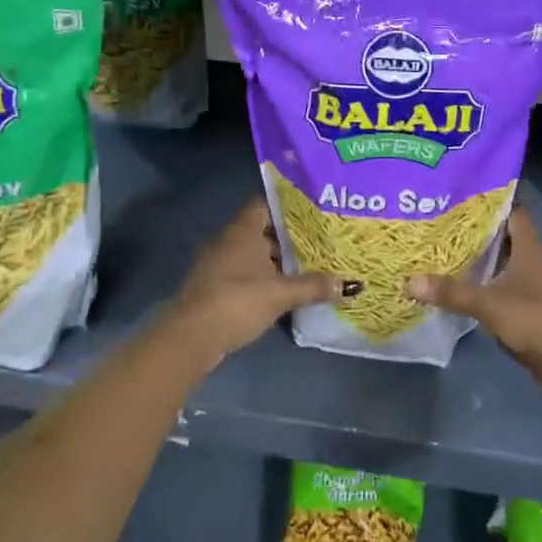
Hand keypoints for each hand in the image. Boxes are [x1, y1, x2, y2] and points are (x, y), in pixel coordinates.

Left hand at [167, 201, 337, 366]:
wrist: (190, 338)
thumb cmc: (237, 301)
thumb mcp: (281, 293)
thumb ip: (315, 286)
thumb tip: (351, 284)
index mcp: (242, 230)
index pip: (266, 203)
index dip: (289, 204)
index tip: (314, 209)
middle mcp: (228, 240)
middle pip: (262, 229)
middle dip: (289, 234)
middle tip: (319, 237)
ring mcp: (218, 264)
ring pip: (254, 253)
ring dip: (276, 259)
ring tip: (308, 263)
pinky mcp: (215, 287)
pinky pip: (245, 272)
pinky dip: (263, 277)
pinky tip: (283, 288)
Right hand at [408, 208, 541, 401]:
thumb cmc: (533, 320)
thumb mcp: (489, 304)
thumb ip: (452, 292)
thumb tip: (411, 281)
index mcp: (530, 248)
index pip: (514, 212)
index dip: (492, 201)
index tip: (463, 195)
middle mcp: (532, 260)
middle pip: (504, 235)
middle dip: (477, 228)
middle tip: (443, 220)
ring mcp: (531, 283)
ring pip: (502, 260)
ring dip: (480, 255)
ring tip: (444, 247)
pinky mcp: (526, 305)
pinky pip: (501, 283)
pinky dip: (484, 280)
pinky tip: (460, 282)